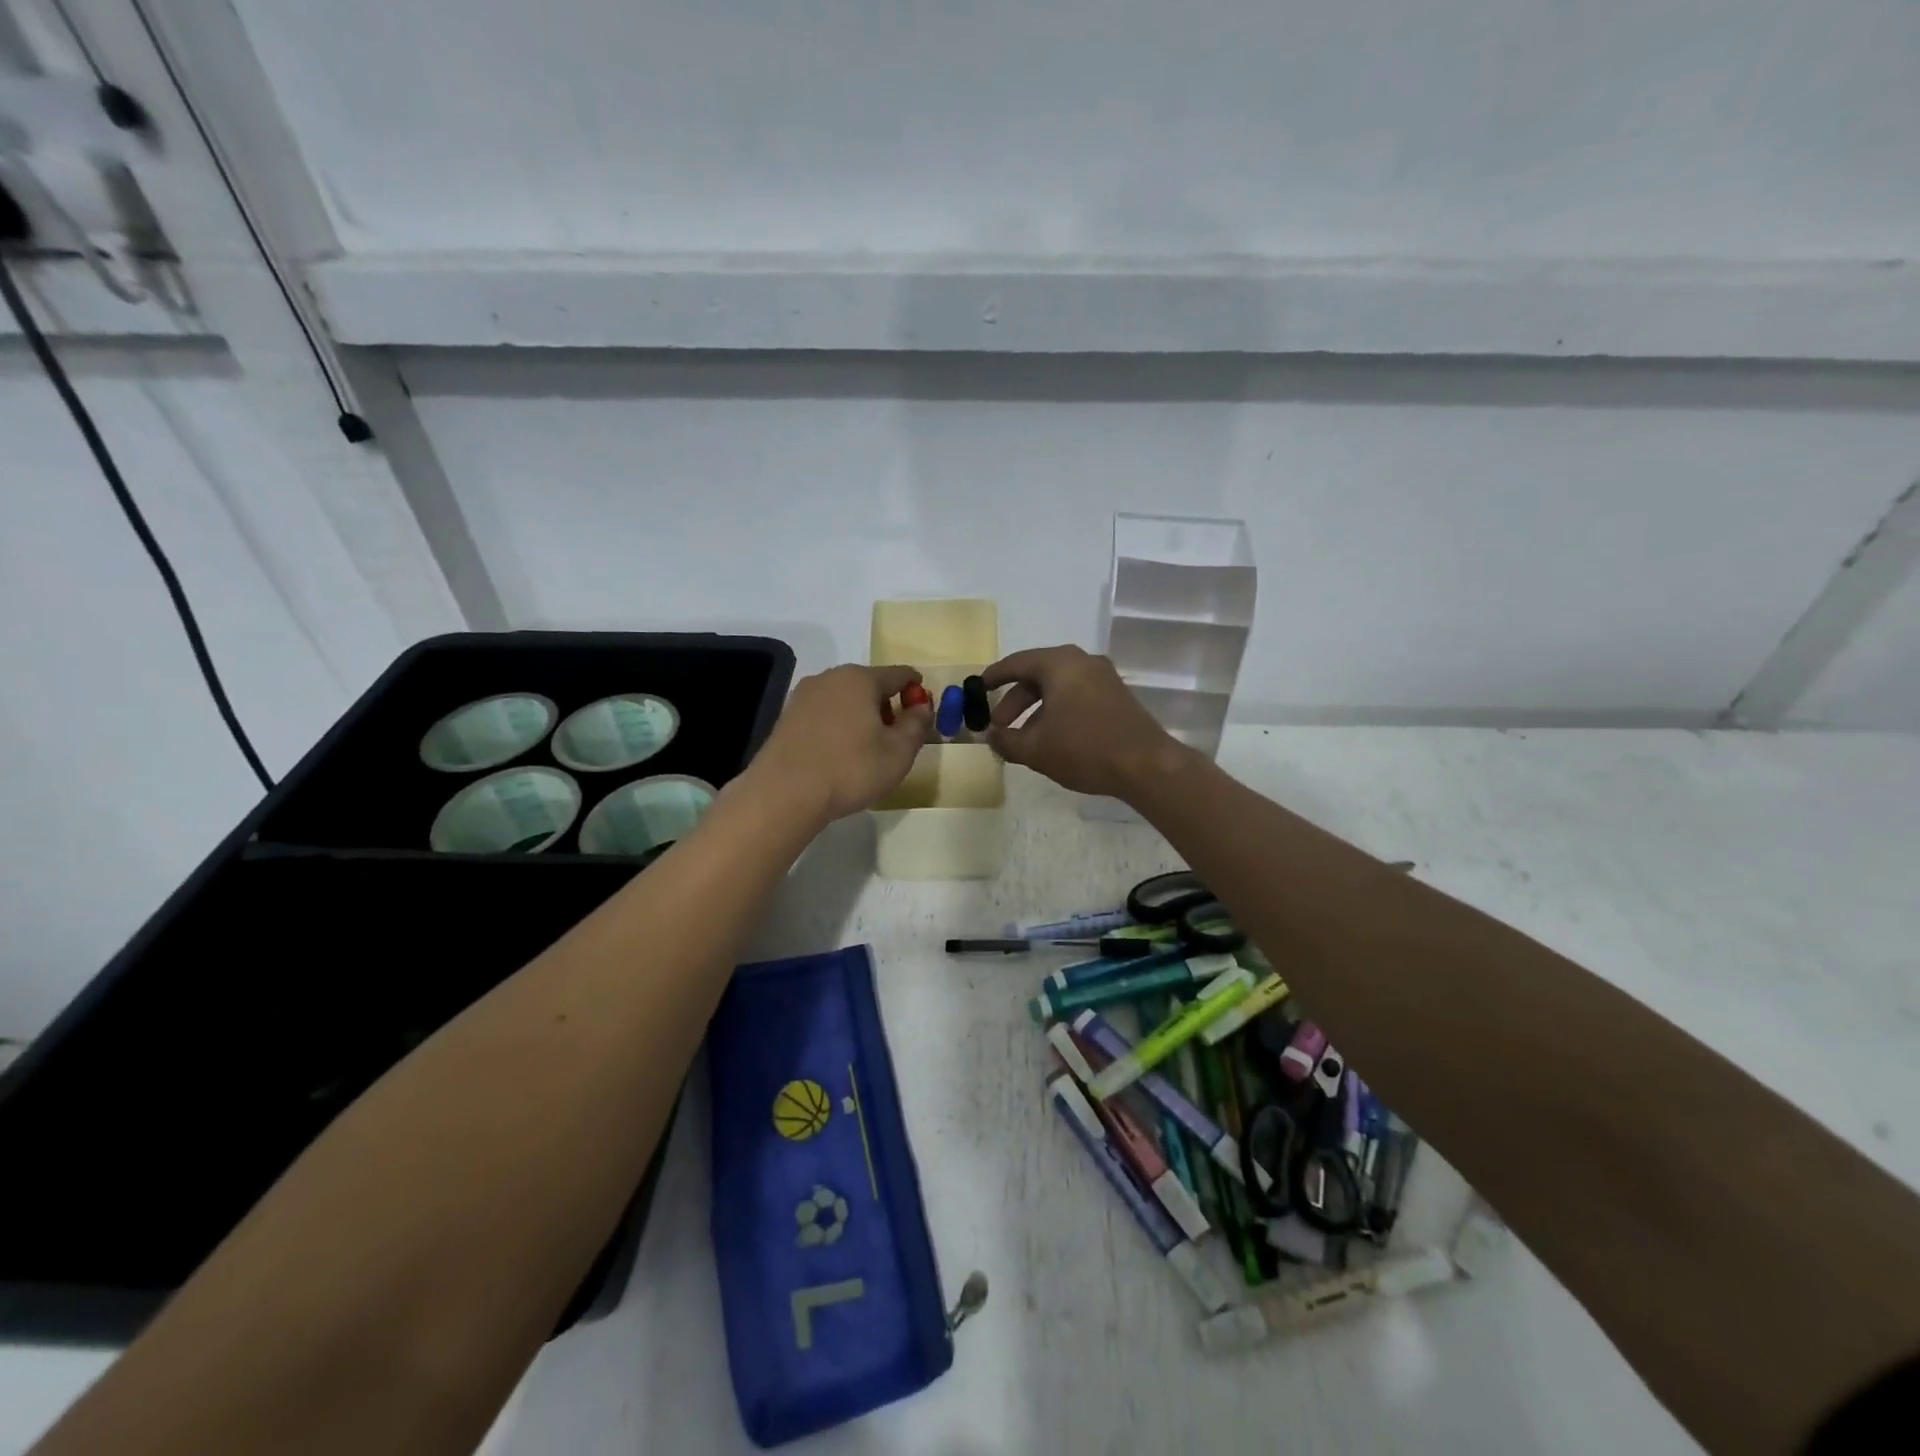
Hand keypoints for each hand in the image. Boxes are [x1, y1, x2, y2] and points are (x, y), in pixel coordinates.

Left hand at [746, 664, 932, 825]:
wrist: (784, 793)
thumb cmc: (851, 769)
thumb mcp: (899, 752)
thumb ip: (917, 724)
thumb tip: (922, 705)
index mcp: (861, 678)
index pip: (900, 674)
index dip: (916, 690)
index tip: (923, 713)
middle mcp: (831, 677)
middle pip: (870, 684)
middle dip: (887, 705)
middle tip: (896, 737)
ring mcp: (804, 695)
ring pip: (845, 699)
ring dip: (861, 716)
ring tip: (866, 749)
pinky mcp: (786, 716)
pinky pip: (824, 713)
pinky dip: (838, 726)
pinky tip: (838, 754)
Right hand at [981, 645, 1183, 798]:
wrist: (1146, 765)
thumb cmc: (1084, 749)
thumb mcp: (1035, 749)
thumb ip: (1006, 740)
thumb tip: (991, 736)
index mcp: (1059, 664)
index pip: (1016, 663)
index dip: (993, 677)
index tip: (976, 689)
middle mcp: (1082, 661)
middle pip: (1037, 675)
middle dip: (1014, 701)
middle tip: (998, 725)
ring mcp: (1103, 677)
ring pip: (1058, 688)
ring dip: (1036, 710)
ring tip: (1023, 738)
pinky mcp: (1116, 695)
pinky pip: (1077, 695)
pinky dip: (1058, 711)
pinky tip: (1052, 738)